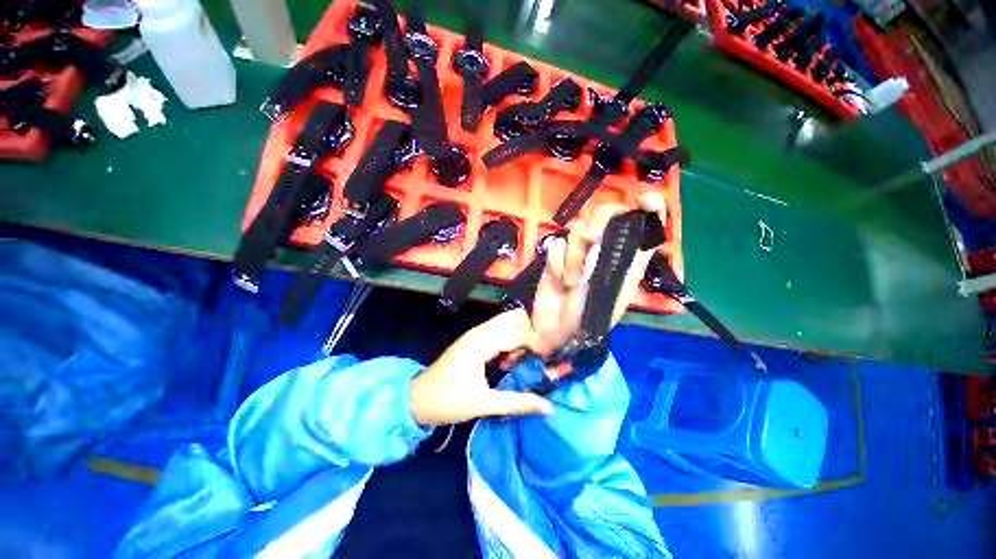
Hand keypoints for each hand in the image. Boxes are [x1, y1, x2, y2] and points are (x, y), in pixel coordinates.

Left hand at [410, 308, 553, 425]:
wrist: (416, 399)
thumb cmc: (447, 401)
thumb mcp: (484, 404)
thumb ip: (518, 402)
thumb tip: (549, 408)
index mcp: (482, 342)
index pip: (520, 333)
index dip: (539, 344)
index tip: (553, 360)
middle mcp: (481, 332)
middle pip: (515, 318)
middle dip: (533, 332)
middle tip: (545, 355)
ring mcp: (477, 334)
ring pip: (508, 323)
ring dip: (522, 336)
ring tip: (533, 359)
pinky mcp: (475, 340)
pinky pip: (500, 331)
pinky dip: (512, 340)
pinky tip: (515, 360)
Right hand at [529, 193, 667, 356]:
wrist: (555, 331)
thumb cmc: (591, 318)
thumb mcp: (619, 291)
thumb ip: (632, 259)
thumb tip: (644, 226)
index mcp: (626, 258)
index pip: (643, 224)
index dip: (648, 207)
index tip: (644, 199)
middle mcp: (603, 249)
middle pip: (605, 214)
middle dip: (599, 222)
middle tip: (594, 238)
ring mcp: (578, 252)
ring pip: (577, 229)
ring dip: (574, 257)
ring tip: (571, 283)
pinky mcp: (556, 257)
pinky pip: (557, 245)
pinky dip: (557, 262)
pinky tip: (558, 280)